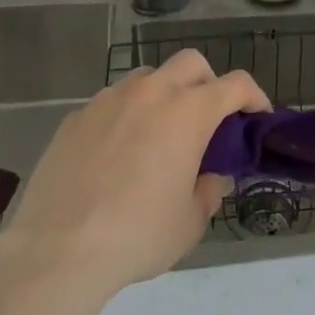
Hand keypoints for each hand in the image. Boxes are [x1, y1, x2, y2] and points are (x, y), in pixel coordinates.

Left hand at [0, 50, 268, 301]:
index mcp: (188, 111)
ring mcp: (109, 100)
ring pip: (148, 77)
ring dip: (164, 94)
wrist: (58, 251)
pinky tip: (117, 153)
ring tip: (159, 134)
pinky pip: (111, 103)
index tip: (257, 115)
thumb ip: (209, 191)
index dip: (254, 96)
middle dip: (208, 82)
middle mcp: (152, 92)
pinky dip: (126, 116)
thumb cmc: (138, 235)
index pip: (235, 84)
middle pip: (191, 63)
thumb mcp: (190, 222)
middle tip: (208, 119)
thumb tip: (213, 177)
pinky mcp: (76, 117)